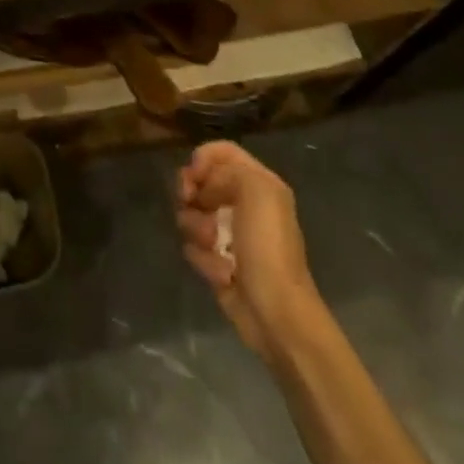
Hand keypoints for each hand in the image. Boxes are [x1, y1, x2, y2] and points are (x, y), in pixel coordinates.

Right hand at [177, 141, 320, 362]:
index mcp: (259, 183)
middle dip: (192, 193)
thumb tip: (203, 187)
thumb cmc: (268, 247)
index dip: (203, 157)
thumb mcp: (257, 191)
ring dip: (197, 229)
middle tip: (189, 202)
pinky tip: (221, 273)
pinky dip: (203, 259)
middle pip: (201, 180)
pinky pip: (193, 246)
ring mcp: (229, 233)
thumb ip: (227, 171)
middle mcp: (244, 203)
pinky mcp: (217, 259)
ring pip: (191, 214)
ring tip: (213, 246)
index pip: (223, 152)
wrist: (274, 311)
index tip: (194, 175)